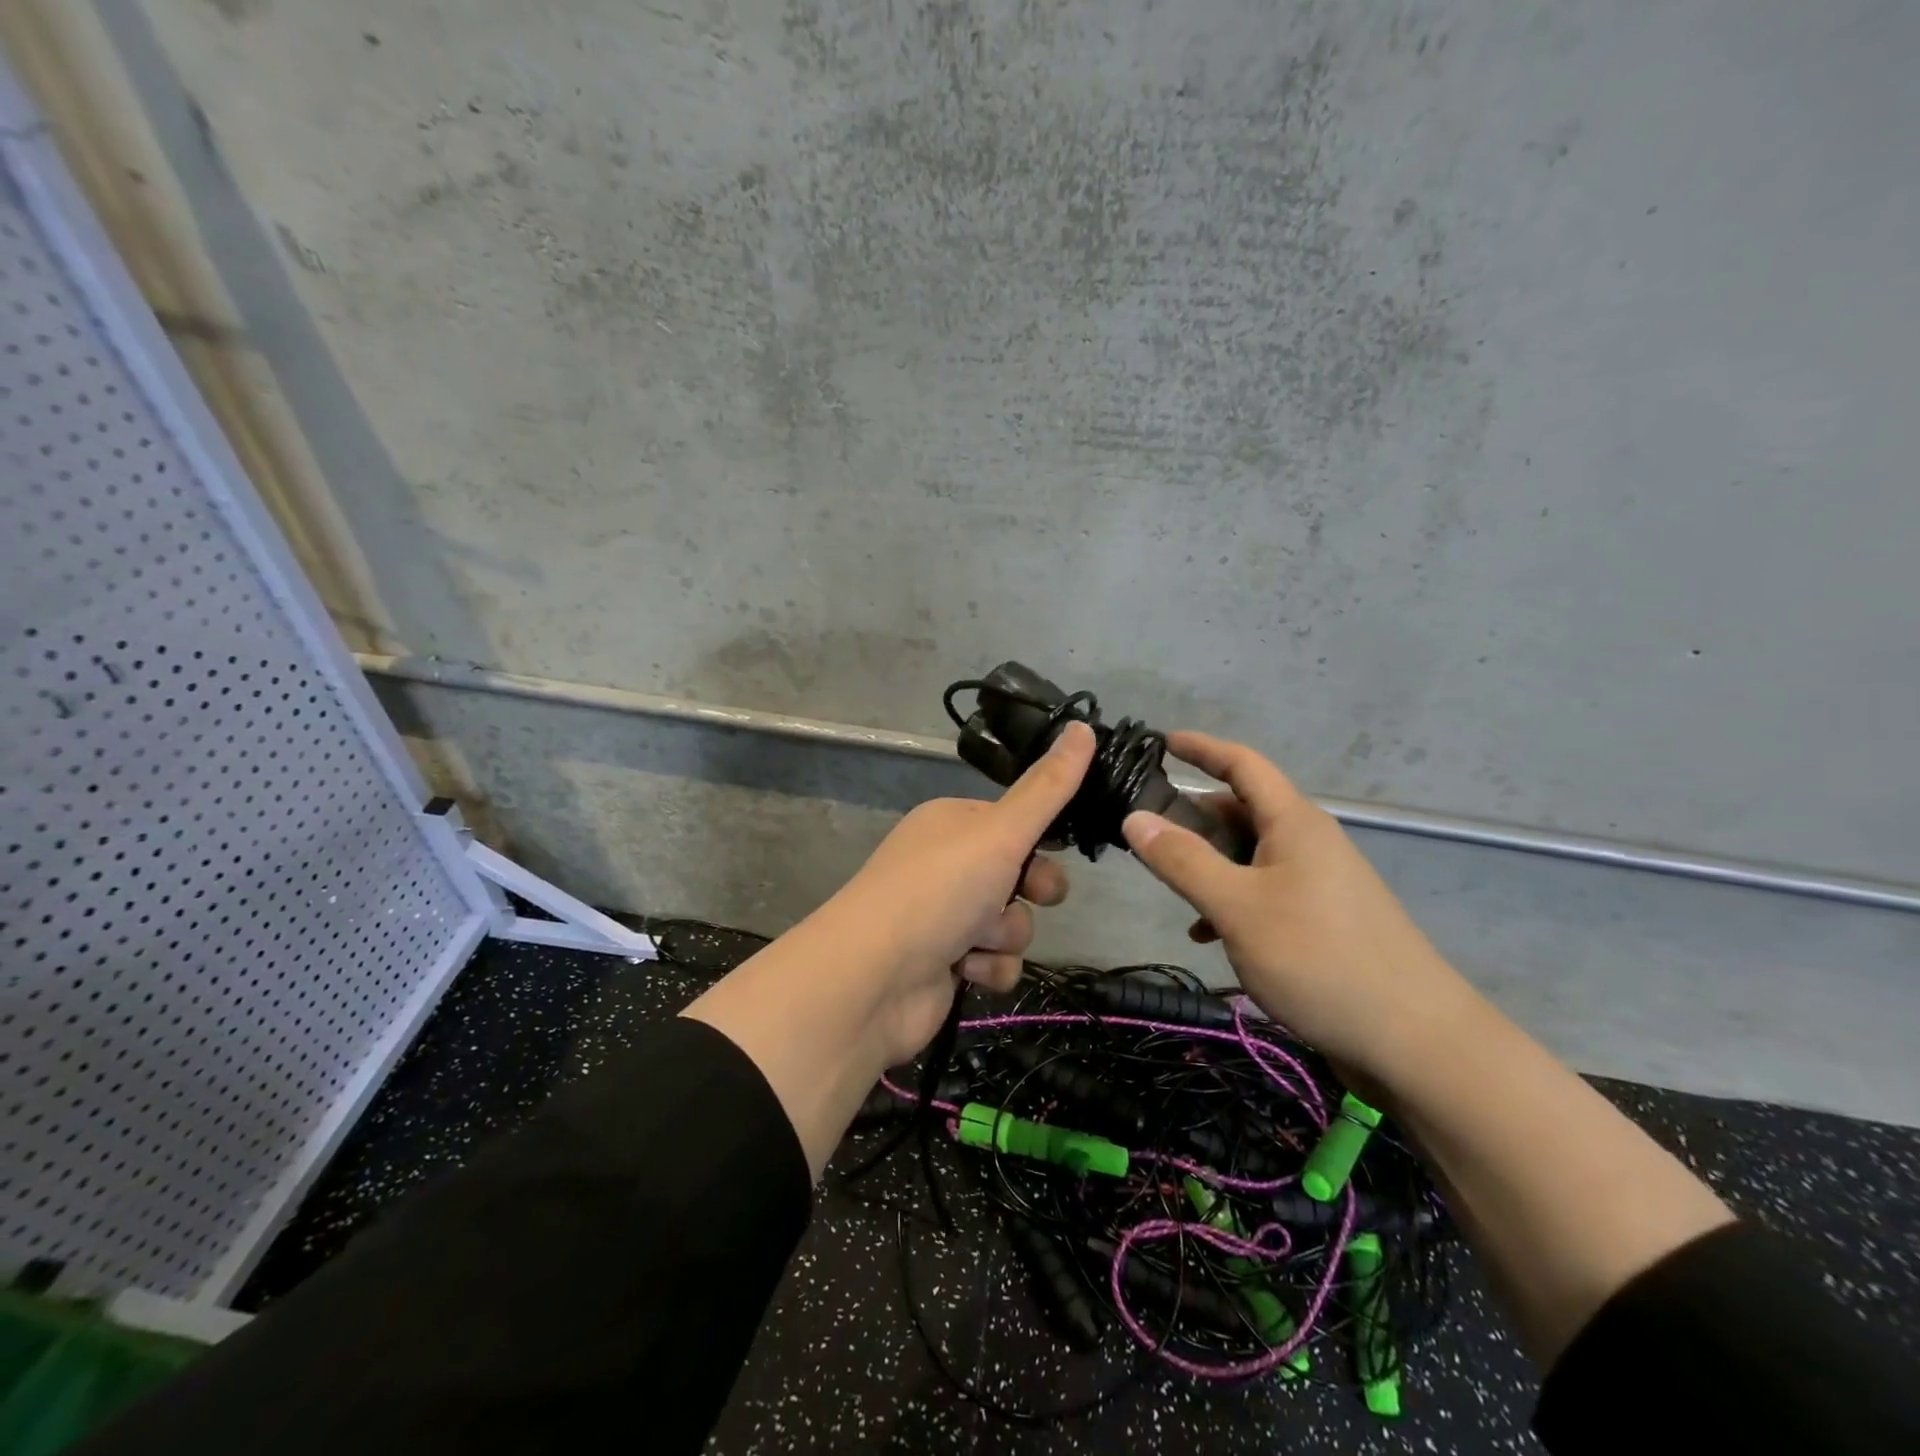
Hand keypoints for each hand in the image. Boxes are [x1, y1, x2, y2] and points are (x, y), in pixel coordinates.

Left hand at [825, 720, 1097, 1065]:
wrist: (872, 978)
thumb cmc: (937, 890)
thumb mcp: (999, 832)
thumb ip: (1047, 788)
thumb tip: (1083, 727)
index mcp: (953, 823)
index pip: (1015, 822)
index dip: (1041, 838)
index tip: (1058, 848)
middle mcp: (948, 865)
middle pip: (1020, 874)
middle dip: (1031, 890)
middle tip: (1032, 894)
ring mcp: (945, 916)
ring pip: (1011, 922)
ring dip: (1004, 935)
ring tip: (976, 939)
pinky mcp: (946, 964)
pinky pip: (995, 961)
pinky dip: (988, 967)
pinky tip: (964, 969)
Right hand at [1122, 731, 1463, 1076]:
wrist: (1414, 1041)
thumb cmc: (1319, 958)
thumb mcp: (1237, 907)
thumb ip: (1183, 860)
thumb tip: (1135, 818)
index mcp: (1293, 823)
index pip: (1243, 764)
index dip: (1201, 749)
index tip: (1161, 741)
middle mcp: (1308, 842)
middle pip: (1241, 811)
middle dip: (1193, 818)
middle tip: (1146, 836)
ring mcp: (1319, 882)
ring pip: (1249, 855)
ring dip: (1209, 865)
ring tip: (1171, 889)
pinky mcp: (1323, 919)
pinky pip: (1264, 891)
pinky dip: (1231, 901)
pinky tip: (1207, 934)